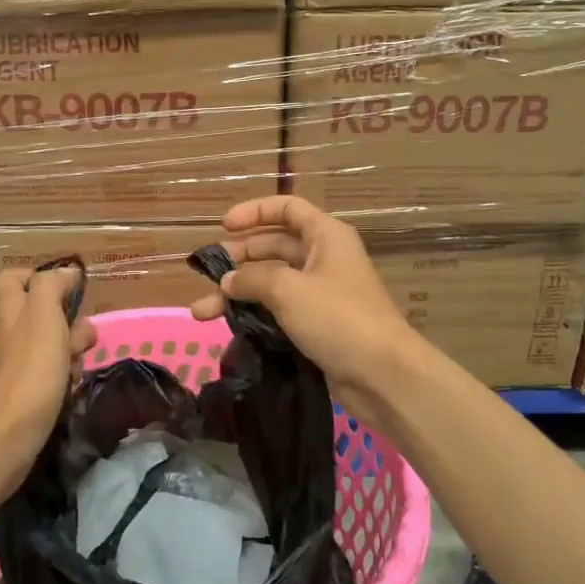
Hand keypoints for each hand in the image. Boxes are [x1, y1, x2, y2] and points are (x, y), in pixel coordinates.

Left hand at [0, 266, 95, 507]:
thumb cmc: (26, 376)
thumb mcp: (43, 319)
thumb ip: (52, 288)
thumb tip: (65, 271)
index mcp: (10, 313)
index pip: (13, 279)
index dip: (38, 276)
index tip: (69, 288)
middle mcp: (6, 336)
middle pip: (36, 314)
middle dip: (66, 321)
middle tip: (83, 337)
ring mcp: (10, 369)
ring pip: (46, 348)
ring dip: (68, 352)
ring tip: (80, 367)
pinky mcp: (17, 400)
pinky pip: (44, 379)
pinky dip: (61, 381)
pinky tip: (70, 392)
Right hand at [190, 196, 419, 420]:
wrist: (382, 375)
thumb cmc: (337, 317)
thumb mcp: (288, 290)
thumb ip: (251, 279)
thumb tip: (227, 281)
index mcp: (326, 236)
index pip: (286, 208)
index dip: (254, 212)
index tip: (224, 226)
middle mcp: (324, 258)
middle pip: (274, 246)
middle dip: (239, 257)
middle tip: (207, 272)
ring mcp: (321, 293)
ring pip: (272, 282)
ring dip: (239, 293)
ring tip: (202, 311)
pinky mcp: (318, 324)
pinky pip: (280, 310)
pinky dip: (255, 314)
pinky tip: (229, 327)